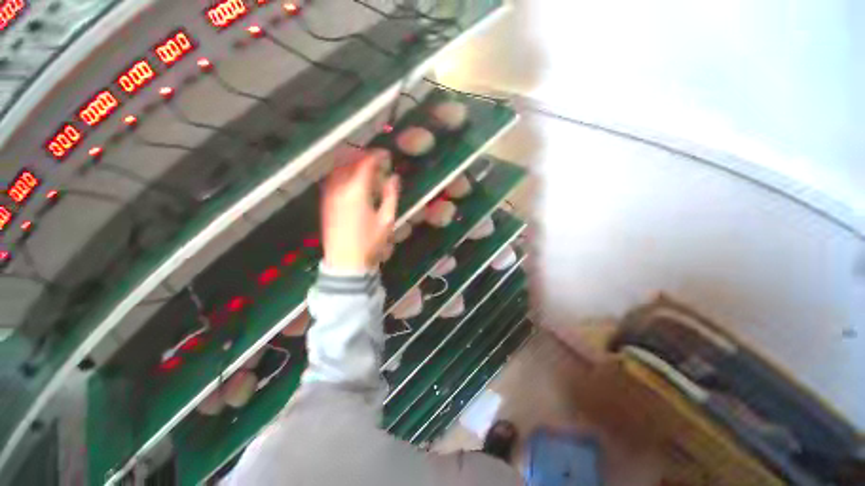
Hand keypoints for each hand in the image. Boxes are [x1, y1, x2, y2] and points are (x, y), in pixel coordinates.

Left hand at [321, 151, 399, 272]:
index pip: (365, 164)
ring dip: (351, 163)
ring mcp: (330, 195)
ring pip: (339, 169)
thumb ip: (390, 195)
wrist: (346, 262)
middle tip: (375, 158)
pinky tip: (351, 179)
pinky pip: (333, 180)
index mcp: (357, 191)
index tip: (385, 154)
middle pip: (349, 162)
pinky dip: (342, 173)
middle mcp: (340, 189)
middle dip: (362, 156)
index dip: (376, 156)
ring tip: (364, 166)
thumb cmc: (370, 242)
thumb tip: (394, 177)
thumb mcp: (386, 220)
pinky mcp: (326, 203)